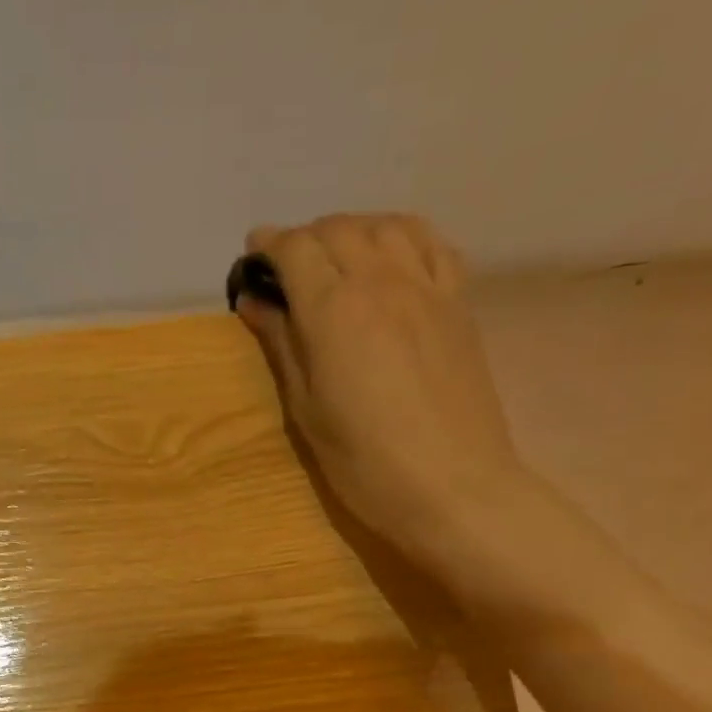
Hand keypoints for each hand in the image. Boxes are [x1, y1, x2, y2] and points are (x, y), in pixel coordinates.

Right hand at [236, 213, 530, 563]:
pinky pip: (432, 244)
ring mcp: (427, 287)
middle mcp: (381, 281)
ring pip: (387, 225)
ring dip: (353, 230)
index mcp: (334, 310)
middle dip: (306, 238)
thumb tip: (255, 300)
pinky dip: (403, 237)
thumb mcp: (306, 409)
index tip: (252, 255)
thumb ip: (282, 344)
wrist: (452, 486)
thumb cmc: (363, 461)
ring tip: (336, 258)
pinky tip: (391, 259)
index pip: (296, 250)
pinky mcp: (458, 303)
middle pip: (339, 229)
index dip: (269, 245)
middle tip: (287, 269)